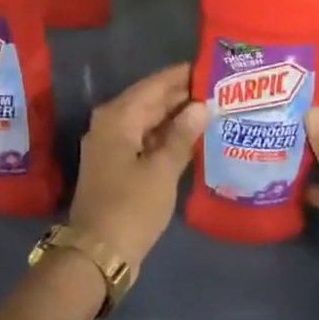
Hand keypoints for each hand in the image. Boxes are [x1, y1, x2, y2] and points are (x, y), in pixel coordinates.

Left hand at [69, 63, 207, 273]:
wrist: (98, 252)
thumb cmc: (131, 207)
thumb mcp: (161, 170)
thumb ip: (181, 135)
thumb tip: (201, 106)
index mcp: (118, 118)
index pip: (155, 85)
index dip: (182, 76)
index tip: (211, 67)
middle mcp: (111, 124)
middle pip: (151, 101)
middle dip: (183, 95)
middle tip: (220, 88)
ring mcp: (112, 146)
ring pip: (149, 121)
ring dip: (177, 117)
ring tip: (214, 109)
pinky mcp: (118, 166)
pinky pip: (146, 140)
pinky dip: (167, 137)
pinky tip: (193, 138)